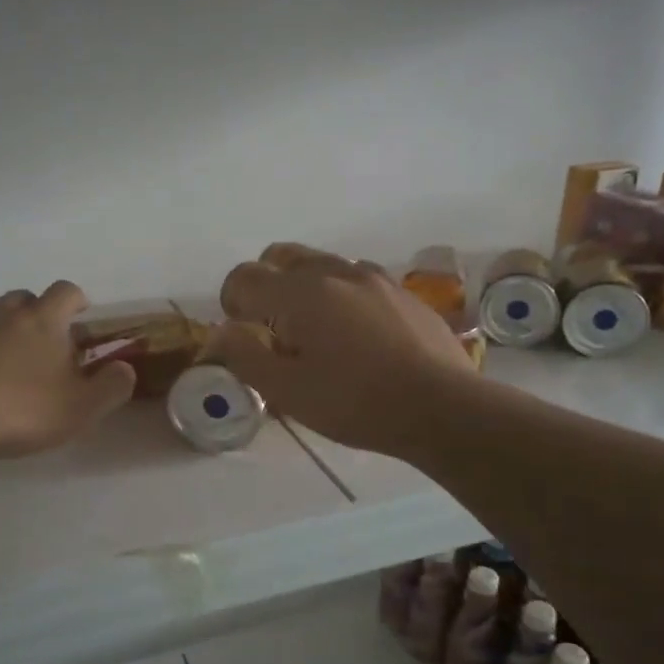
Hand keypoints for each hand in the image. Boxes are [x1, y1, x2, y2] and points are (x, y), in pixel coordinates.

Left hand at [0, 282, 135, 458]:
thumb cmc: (17, 410)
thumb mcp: (80, 409)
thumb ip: (110, 387)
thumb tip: (126, 368)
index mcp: (42, 321)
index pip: (66, 293)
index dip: (77, 300)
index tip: (81, 313)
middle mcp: (1, 312)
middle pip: (23, 299)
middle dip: (35, 315)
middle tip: (41, 348)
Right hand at [209, 244, 476, 457]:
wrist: (442, 407)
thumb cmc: (355, 403)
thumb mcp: (288, 392)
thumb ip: (245, 355)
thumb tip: (222, 331)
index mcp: (299, 293)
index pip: (243, 276)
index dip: (232, 304)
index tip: (244, 337)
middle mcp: (334, 272)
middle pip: (281, 256)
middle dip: (265, 285)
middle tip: (273, 329)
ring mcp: (373, 277)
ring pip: (321, 263)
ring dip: (303, 287)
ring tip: (315, 332)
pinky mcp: (402, 291)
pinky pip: (356, 278)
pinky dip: (340, 294)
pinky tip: (355, 334)